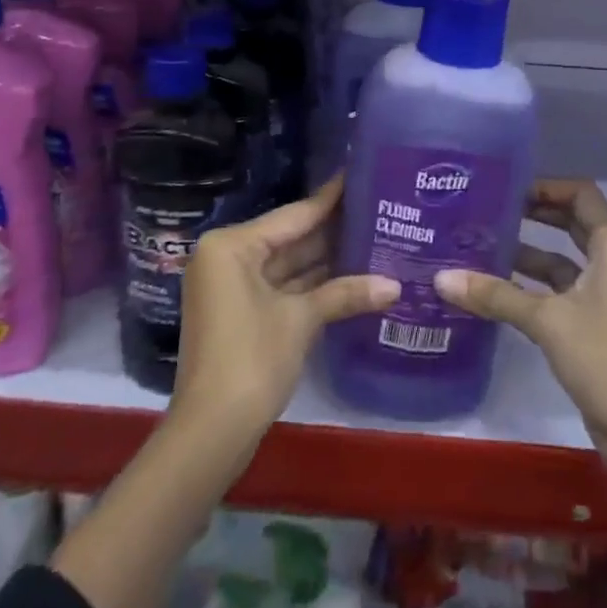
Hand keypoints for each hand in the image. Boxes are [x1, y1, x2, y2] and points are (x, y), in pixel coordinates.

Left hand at [171, 175, 398, 462]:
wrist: (210, 434)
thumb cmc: (251, 360)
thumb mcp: (301, 320)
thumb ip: (346, 293)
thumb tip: (395, 285)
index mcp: (232, 245)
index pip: (293, 215)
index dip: (330, 198)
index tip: (360, 173)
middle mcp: (227, 257)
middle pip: (290, 237)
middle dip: (332, 230)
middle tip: (377, 209)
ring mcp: (232, 286)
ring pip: (287, 264)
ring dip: (326, 259)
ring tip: (373, 236)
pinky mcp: (240, 313)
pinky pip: (281, 286)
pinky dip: (311, 285)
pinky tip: (351, 275)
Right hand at [434, 179, 606, 545]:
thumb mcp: (548, 321)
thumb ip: (496, 296)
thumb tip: (441, 278)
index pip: (581, 195)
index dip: (548, 185)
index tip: (507, 187)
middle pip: (570, 224)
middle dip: (533, 215)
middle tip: (488, 209)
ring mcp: (602, 298)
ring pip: (560, 262)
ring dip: (526, 254)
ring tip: (479, 246)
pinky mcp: (591, 329)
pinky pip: (557, 294)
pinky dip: (529, 289)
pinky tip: (492, 292)